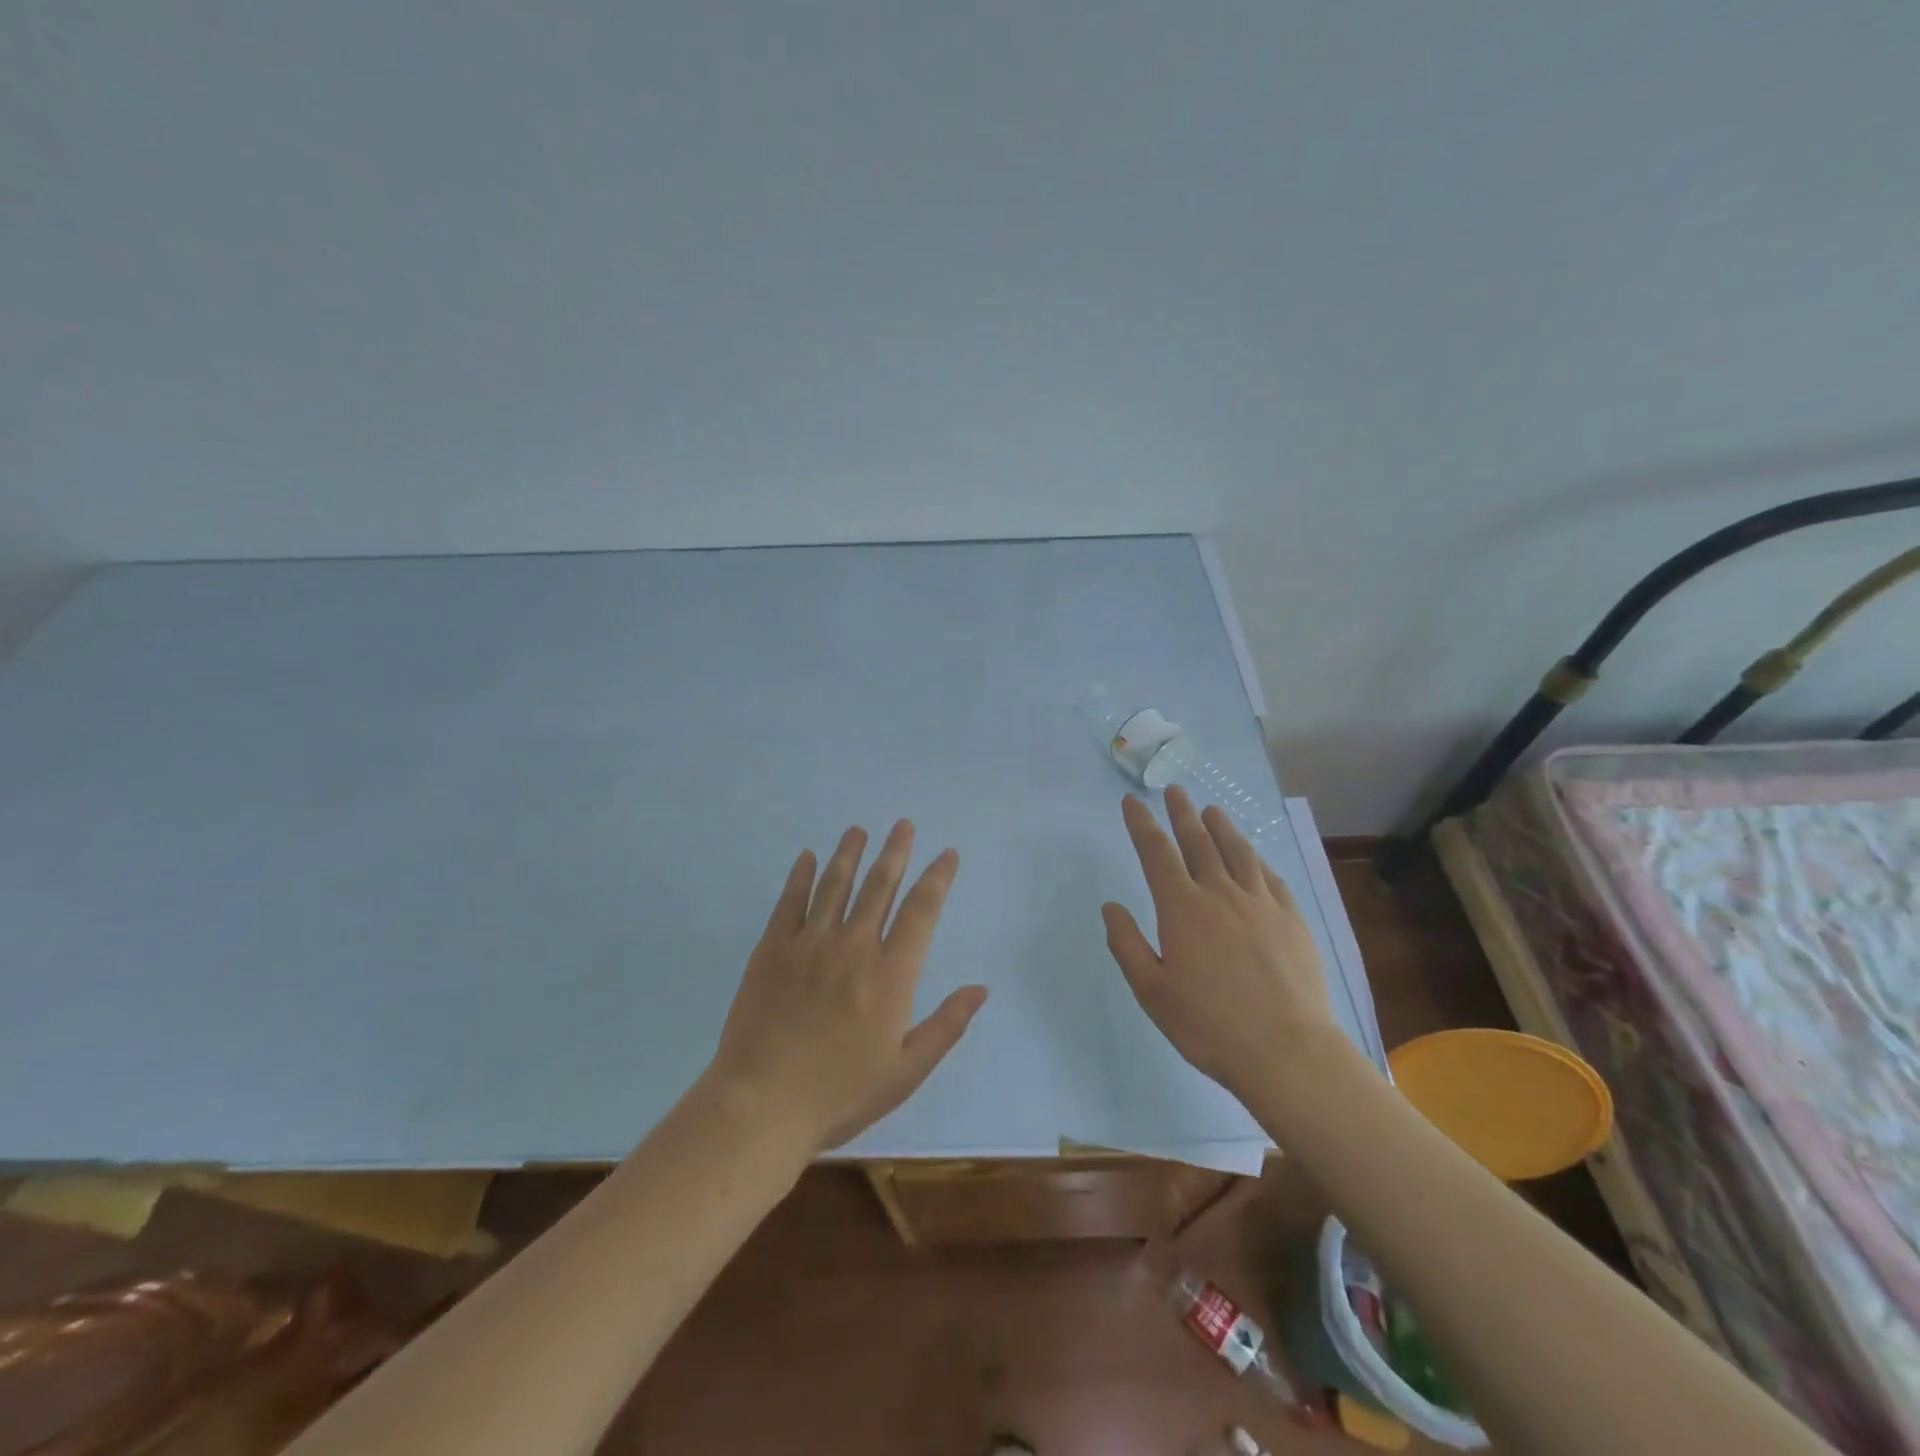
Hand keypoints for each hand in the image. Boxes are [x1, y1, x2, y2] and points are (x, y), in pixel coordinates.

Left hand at [706, 820, 987, 1154]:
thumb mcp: (906, 1071)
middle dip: (895, 851)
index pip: (921, 911)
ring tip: (858, 830)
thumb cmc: (840, 1094)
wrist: (761, 1107)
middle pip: (879, 886)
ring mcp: (809, 944)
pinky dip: (800, 876)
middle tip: (903, 824)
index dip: (937, 878)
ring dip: (849, 854)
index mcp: (890, 975)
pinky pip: (789, 902)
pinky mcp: (772, 950)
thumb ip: (946, 1025)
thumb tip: (981, 988)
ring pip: (835, 885)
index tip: (947, 854)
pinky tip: (806, 857)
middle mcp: (853, 947)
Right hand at [1101, 785, 1335, 1097]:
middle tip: (1174, 790)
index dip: (1142, 824)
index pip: (1156, 853)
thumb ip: (1128, 945)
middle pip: (1198, 842)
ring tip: (1211, 810)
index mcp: (1182, 909)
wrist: (1287, 1052)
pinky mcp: (1292, 920)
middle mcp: (1221, 894)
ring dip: (1221, 827)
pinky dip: (1256, 859)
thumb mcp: (1152, 992)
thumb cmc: (1209, 1025)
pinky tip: (1253, 856)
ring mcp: (1261, 904)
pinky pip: (1271, 877)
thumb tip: (1111, 907)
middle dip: (1182, 813)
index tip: (1132, 802)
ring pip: (1238, 852)